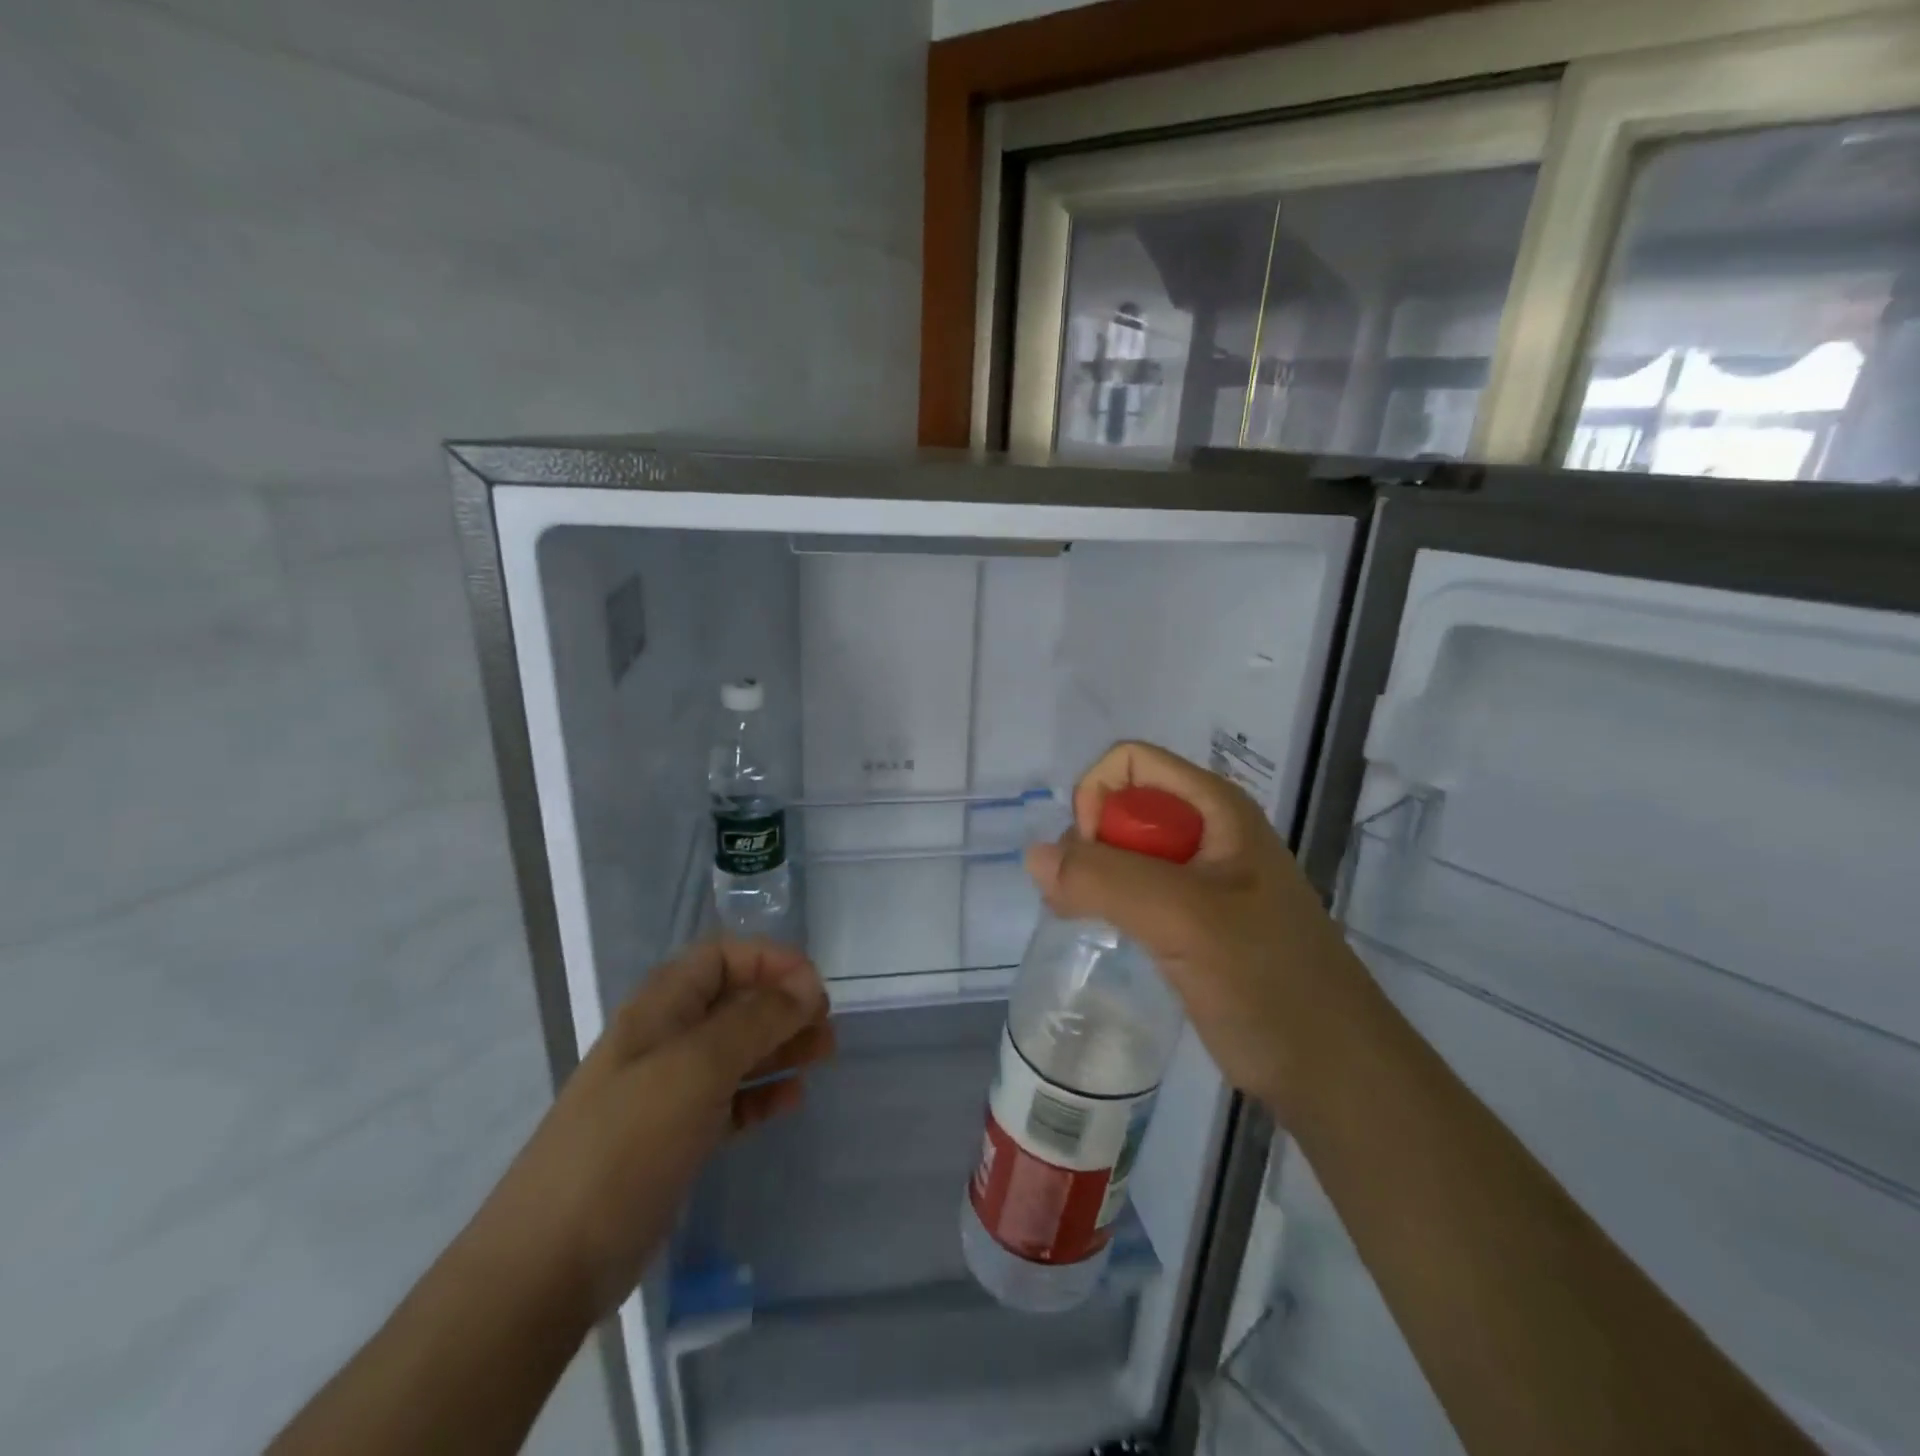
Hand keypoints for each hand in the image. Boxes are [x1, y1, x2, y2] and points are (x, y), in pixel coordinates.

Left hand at [468, 940, 832, 1320]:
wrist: (548, 1264)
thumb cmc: (626, 1144)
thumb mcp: (696, 1068)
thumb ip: (755, 1020)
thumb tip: (807, 985)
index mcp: (660, 1009)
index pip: (721, 957)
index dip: (769, 960)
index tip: (814, 986)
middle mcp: (664, 1040)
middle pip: (734, 1002)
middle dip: (783, 1004)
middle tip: (827, 1025)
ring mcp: (668, 1092)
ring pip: (736, 1051)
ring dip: (780, 1046)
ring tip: (824, 1054)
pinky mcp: (675, 1139)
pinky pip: (730, 1101)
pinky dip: (762, 1094)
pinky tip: (792, 1100)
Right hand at [1025, 742, 1372, 1119]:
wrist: (1330, 1070)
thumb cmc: (1269, 982)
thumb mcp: (1187, 920)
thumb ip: (1108, 880)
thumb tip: (1035, 857)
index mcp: (1215, 808)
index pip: (1130, 763)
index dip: (1098, 798)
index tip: (1093, 860)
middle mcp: (1205, 831)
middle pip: (1120, 804)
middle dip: (1088, 843)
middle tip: (1080, 903)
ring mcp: (1198, 878)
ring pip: (1121, 849)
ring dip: (1091, 876)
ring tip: (1082, 920)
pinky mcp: (1189, 919)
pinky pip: (1131, 888)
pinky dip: (1105, 901)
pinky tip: (1105, 934)